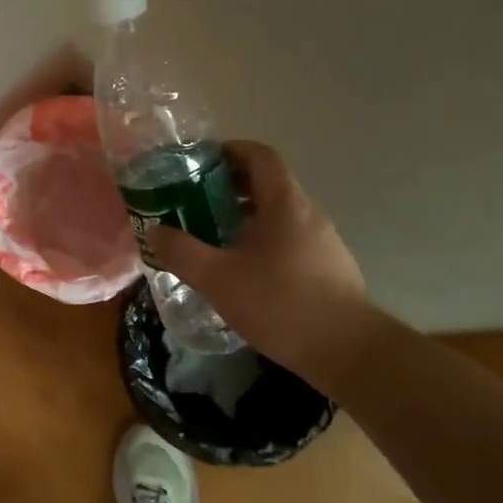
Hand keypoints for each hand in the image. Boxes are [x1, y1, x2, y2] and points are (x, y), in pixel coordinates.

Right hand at [147, 141, 372, 381]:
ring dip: (245, 215)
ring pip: (278, 213)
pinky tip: (243, 270)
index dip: (229, 150)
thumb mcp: (218, 279)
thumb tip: (155, 232)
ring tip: (213, 236)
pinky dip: (262, 239)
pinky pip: (289, 237)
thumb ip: (182, 252)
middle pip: (268, 182)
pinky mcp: (328, 266)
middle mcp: (308, 213)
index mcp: (284, 203)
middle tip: (194, 201)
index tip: (198, 163)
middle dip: (229, 186)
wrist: (348, 352)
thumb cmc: (281, 304)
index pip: (259, 155)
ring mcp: (323, 240)